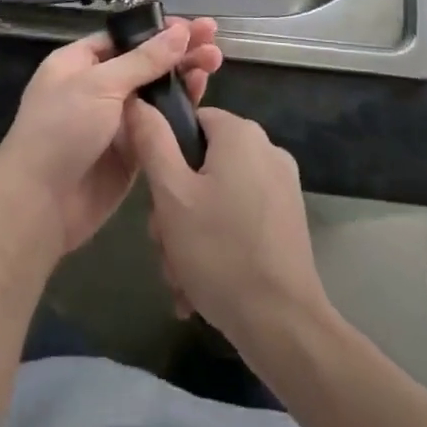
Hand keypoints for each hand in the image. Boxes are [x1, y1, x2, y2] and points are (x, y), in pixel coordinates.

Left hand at [0, 17, 220, 257]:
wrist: (40, 204)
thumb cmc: (62, 130)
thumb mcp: (100, 85)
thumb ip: (144, 60)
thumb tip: (180, 32)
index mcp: (79, 63)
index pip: (126, 38)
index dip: (160, 31)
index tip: (194, 26)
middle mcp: (98, 87)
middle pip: (145, 62)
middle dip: (179, 51)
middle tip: (214, 43)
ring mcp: (115, 121)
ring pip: (156, 92)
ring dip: (184, 76)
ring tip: (216, 62)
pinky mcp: (131, 151)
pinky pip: (159, 124)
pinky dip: (180, 110)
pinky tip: (203, 94)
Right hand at [126, 101, 330, 354]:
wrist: (282, 324)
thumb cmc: (219, 251)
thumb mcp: (171, 195)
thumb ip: (152, 143)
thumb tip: (139, 102)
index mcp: (242, 134)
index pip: (191, 122)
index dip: (166, 155)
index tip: (156, 198)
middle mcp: (267, 150)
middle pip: (202, 164)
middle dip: (175, 207)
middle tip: (164, 245)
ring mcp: (281, 186)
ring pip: (217, 197)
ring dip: (191, 233)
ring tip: (180, 276)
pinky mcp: (288, 219)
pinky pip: (239, 218)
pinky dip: (218, 243)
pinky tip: (201, 286)